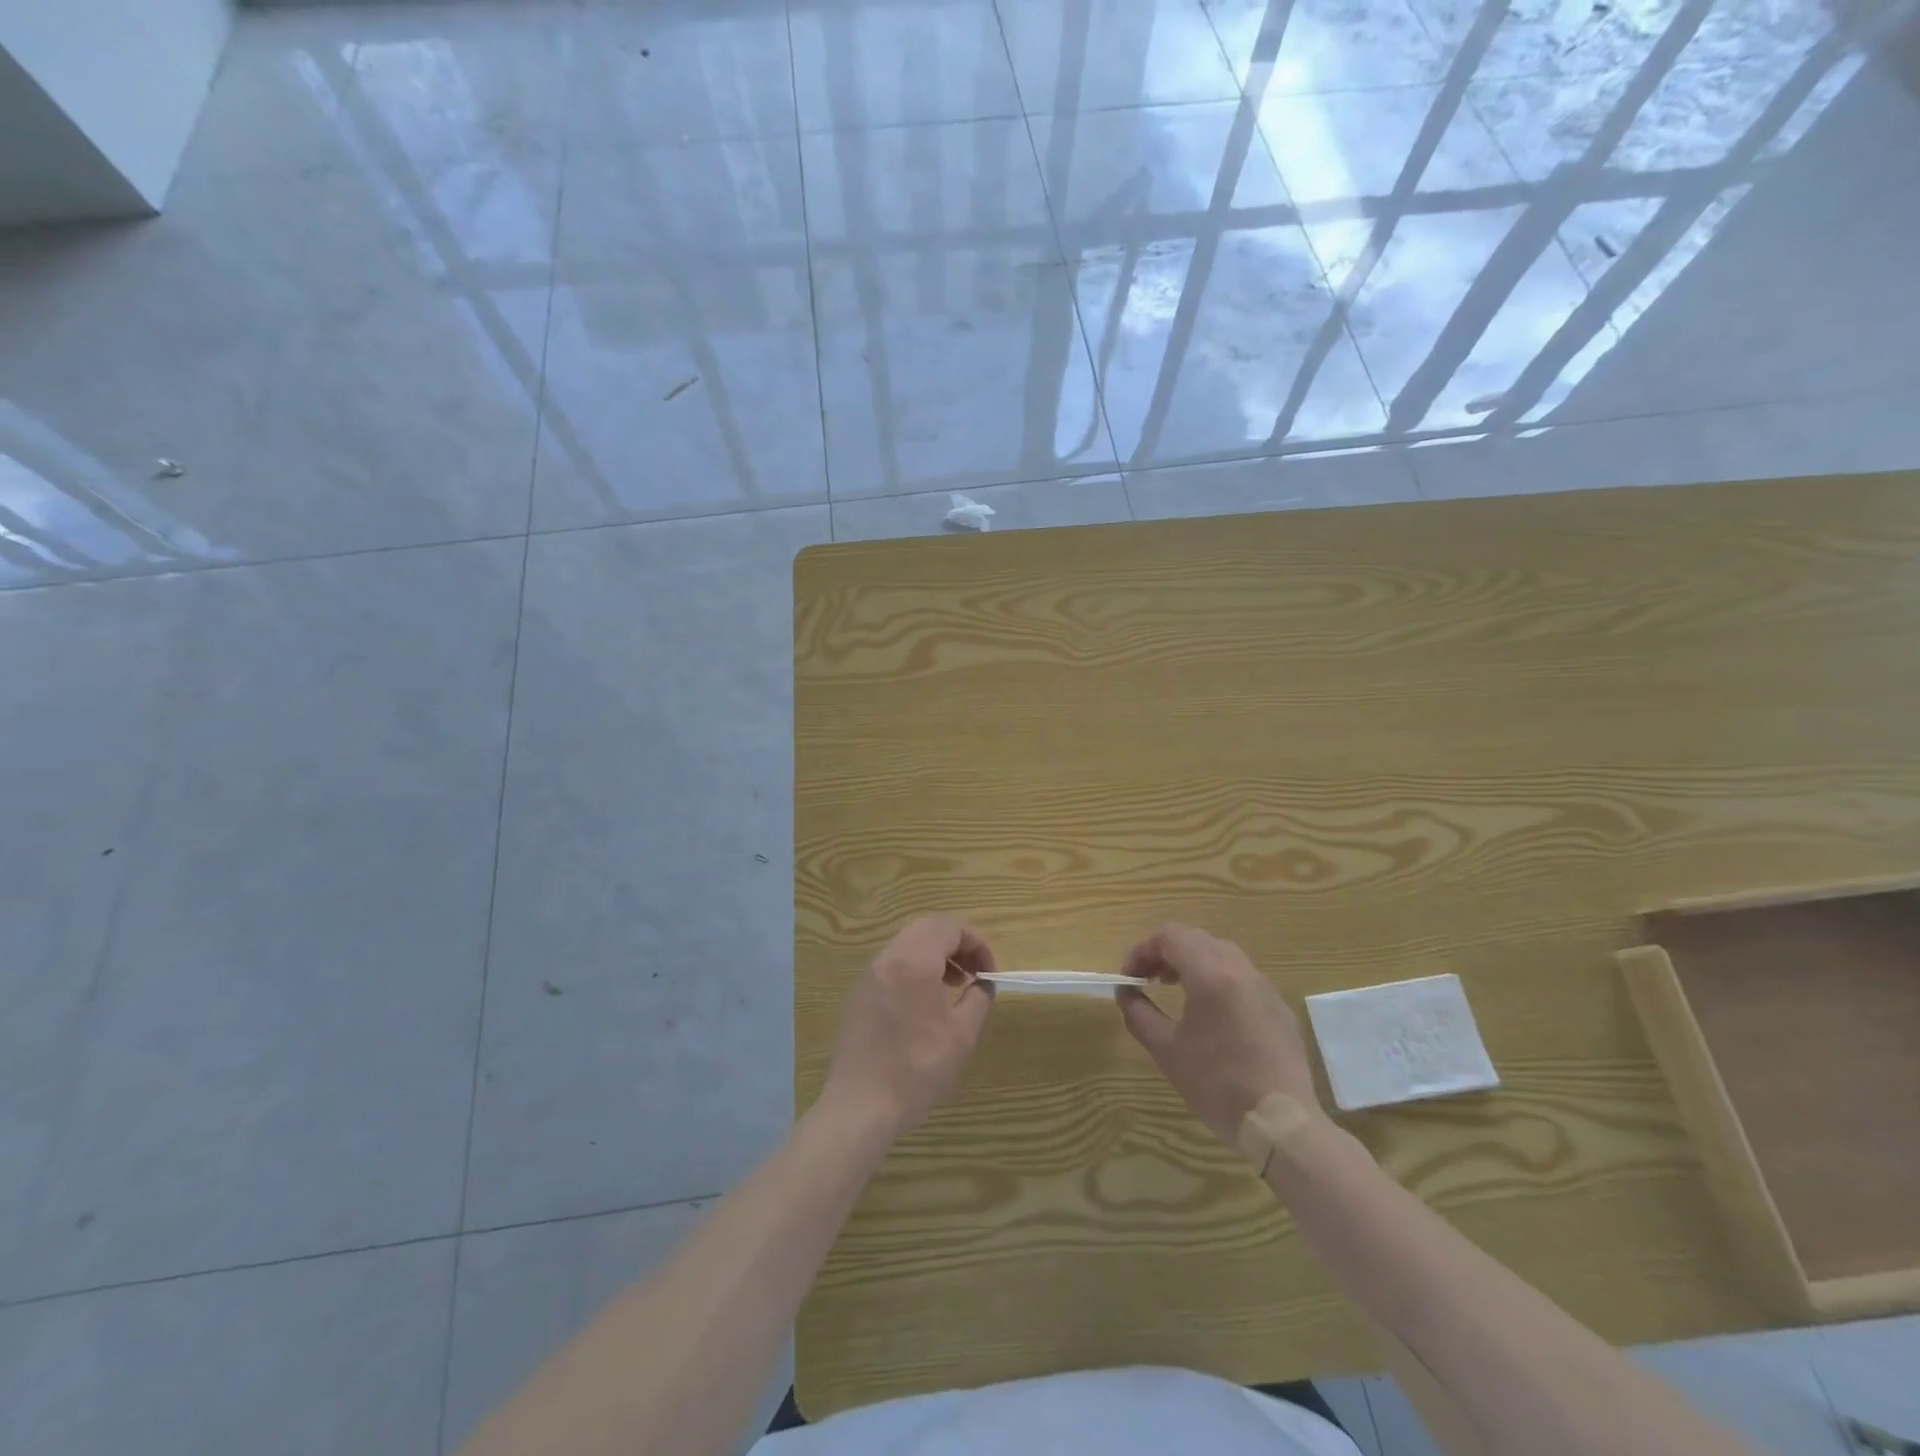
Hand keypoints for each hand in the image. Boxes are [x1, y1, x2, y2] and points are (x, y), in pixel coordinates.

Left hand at [821, 916, 996, 1138]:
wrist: (860, 1106)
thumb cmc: (916, 1069)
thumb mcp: (961, 1036)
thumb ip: (978, 999)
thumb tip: (983, 983)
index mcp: (913, 961)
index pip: (949, 927)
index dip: (976, 942)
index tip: (990, 971)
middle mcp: (887, 958)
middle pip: (927, 928)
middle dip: (957, 943)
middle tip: (975, 971)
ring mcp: (869, 975)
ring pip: (908, 944)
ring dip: (936, 954)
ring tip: (954, 985)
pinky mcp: (859, 994)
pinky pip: (893, 964)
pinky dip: (915, 968)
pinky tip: (926, 1002)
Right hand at [1116, 923, 1321, 1143]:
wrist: (1281, 1123)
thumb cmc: (1217, 1084)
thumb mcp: (1166, 1050)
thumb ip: (1139, 1013)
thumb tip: (1127, 993)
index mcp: (1211, 974)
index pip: (1170, 936)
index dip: (1142, 950)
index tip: (1129, 977)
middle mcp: (1240, 969)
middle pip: (1195, 939)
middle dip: (1165, 953)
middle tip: (1148, 980)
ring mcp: (1265, 987)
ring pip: (1221, 953)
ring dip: (1192, 962)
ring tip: (1176, 990)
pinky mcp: (1279, 1007)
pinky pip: (1242, 976)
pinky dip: (1217, 978)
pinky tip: (1212, 1014)